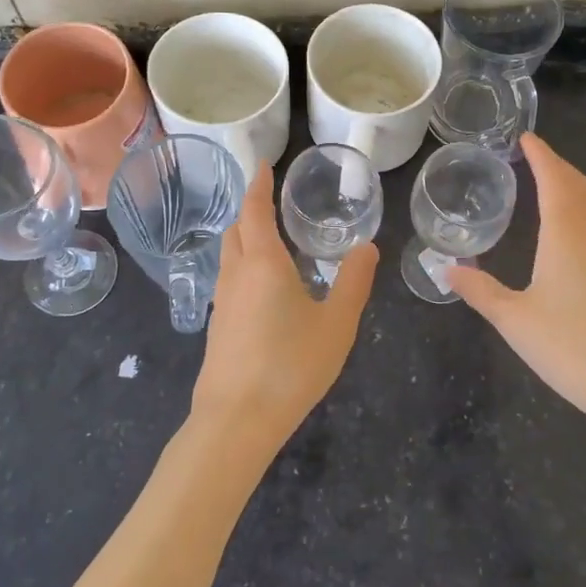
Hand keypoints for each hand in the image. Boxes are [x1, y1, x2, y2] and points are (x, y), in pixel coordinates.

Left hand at [191, 163, 377, 455]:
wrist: (236, 420)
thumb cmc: (290, 365)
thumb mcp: (336, 323)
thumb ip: (354, 282)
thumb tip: (367, 247)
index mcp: (263, 263)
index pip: (255, 211)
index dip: (259, 186)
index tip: (264, 166)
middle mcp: (236, 275)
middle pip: (236, 230)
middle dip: (251, 211)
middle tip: (274, 204)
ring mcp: (222, 302)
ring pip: (229, 257)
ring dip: (245, 240)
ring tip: (273, 243)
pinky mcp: (218, 328)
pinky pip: (230, 281)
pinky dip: (244, 267)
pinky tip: (266, 289)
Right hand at [447, 135, 585, 431]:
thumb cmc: (572, 347)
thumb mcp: (514, 320)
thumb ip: (480, 291)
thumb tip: (446, 269)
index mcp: (567, 236)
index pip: (555, 180)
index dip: (541, 155)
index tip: (526, 137)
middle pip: (579, 186)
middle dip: (556, 165)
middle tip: (530, 156)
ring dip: (569, 187)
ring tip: (543, 185)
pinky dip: (578, 212)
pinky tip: (563, 234)